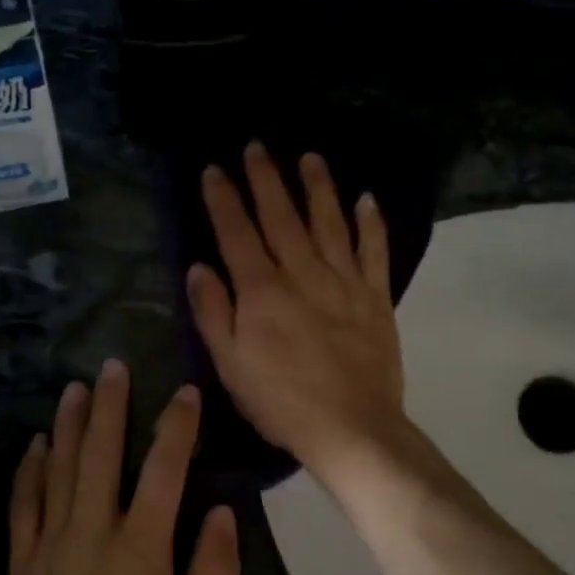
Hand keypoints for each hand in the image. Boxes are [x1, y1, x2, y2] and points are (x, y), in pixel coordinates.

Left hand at [6, 361, 240, 574]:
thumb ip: (211, 568)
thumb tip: (220, 510)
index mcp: (141, 549)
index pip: (164, 471)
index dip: (177, 428)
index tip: (185, 394)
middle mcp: (94, 533)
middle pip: (102, 455)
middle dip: (111, 407)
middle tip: (113, 367)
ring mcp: (52, 544)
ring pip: (60, 470)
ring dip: (70, 426)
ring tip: (76, 389)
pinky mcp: (23, 562)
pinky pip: (24, 504)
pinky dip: (30, 470)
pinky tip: (36, 444)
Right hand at [188, 144, 408, 485]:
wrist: (351, 428)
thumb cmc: (281, 402)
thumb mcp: (230, 366)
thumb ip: (213, 314)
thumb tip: (199, 268)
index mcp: (262, 292)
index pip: (237, 233)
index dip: (223, 199)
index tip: (214, 169)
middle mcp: (302, 274)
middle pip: (282, 217)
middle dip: (266, 179)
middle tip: (256, 146)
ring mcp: (344, 282)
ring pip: (329, 222)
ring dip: (318, 187)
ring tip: (309, 157)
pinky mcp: (376, 297)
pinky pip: (374, 251)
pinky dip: (370, 223)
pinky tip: (366, 199)